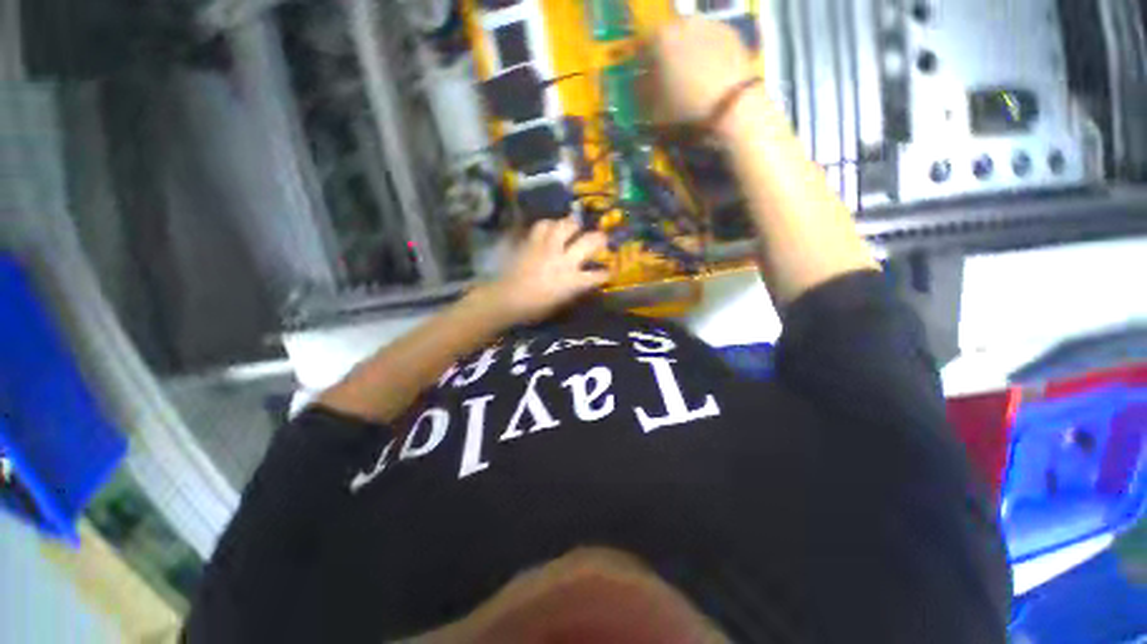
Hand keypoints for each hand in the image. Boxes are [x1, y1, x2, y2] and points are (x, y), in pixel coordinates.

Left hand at [485, 217, 609, 324]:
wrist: (506, 299)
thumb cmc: (534, 308)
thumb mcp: (561, 302)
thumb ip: (575, 289)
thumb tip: (584, 281)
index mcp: (573, 281)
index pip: (598, 275)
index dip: (606, 273)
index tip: (609, 271)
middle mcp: (564, 260)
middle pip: (589, 241)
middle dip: (600, 239)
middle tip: (601, 239)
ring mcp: (548, 248)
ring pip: (566, 225)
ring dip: (573, 226)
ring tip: (574, 228)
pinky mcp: (532, 242)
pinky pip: (543, 225)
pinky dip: (549, 225)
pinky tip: (551, 229)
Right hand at [647, 19, 757, 127]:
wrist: (732, 107)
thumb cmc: (686, 109)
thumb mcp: (654, 110)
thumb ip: (642, 93)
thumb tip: (640, 84)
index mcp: (660, 38)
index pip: (641, 47)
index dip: (641, 65)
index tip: (643, 80)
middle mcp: (683, 22)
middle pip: (668, 38)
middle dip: (665, 56)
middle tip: (667, 79)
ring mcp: (710, 23)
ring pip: (691, 37)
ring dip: (687, 53)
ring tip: (691, 78)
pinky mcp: (731, 32)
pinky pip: (711, 42)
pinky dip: (707, 54)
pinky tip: (709, 75)